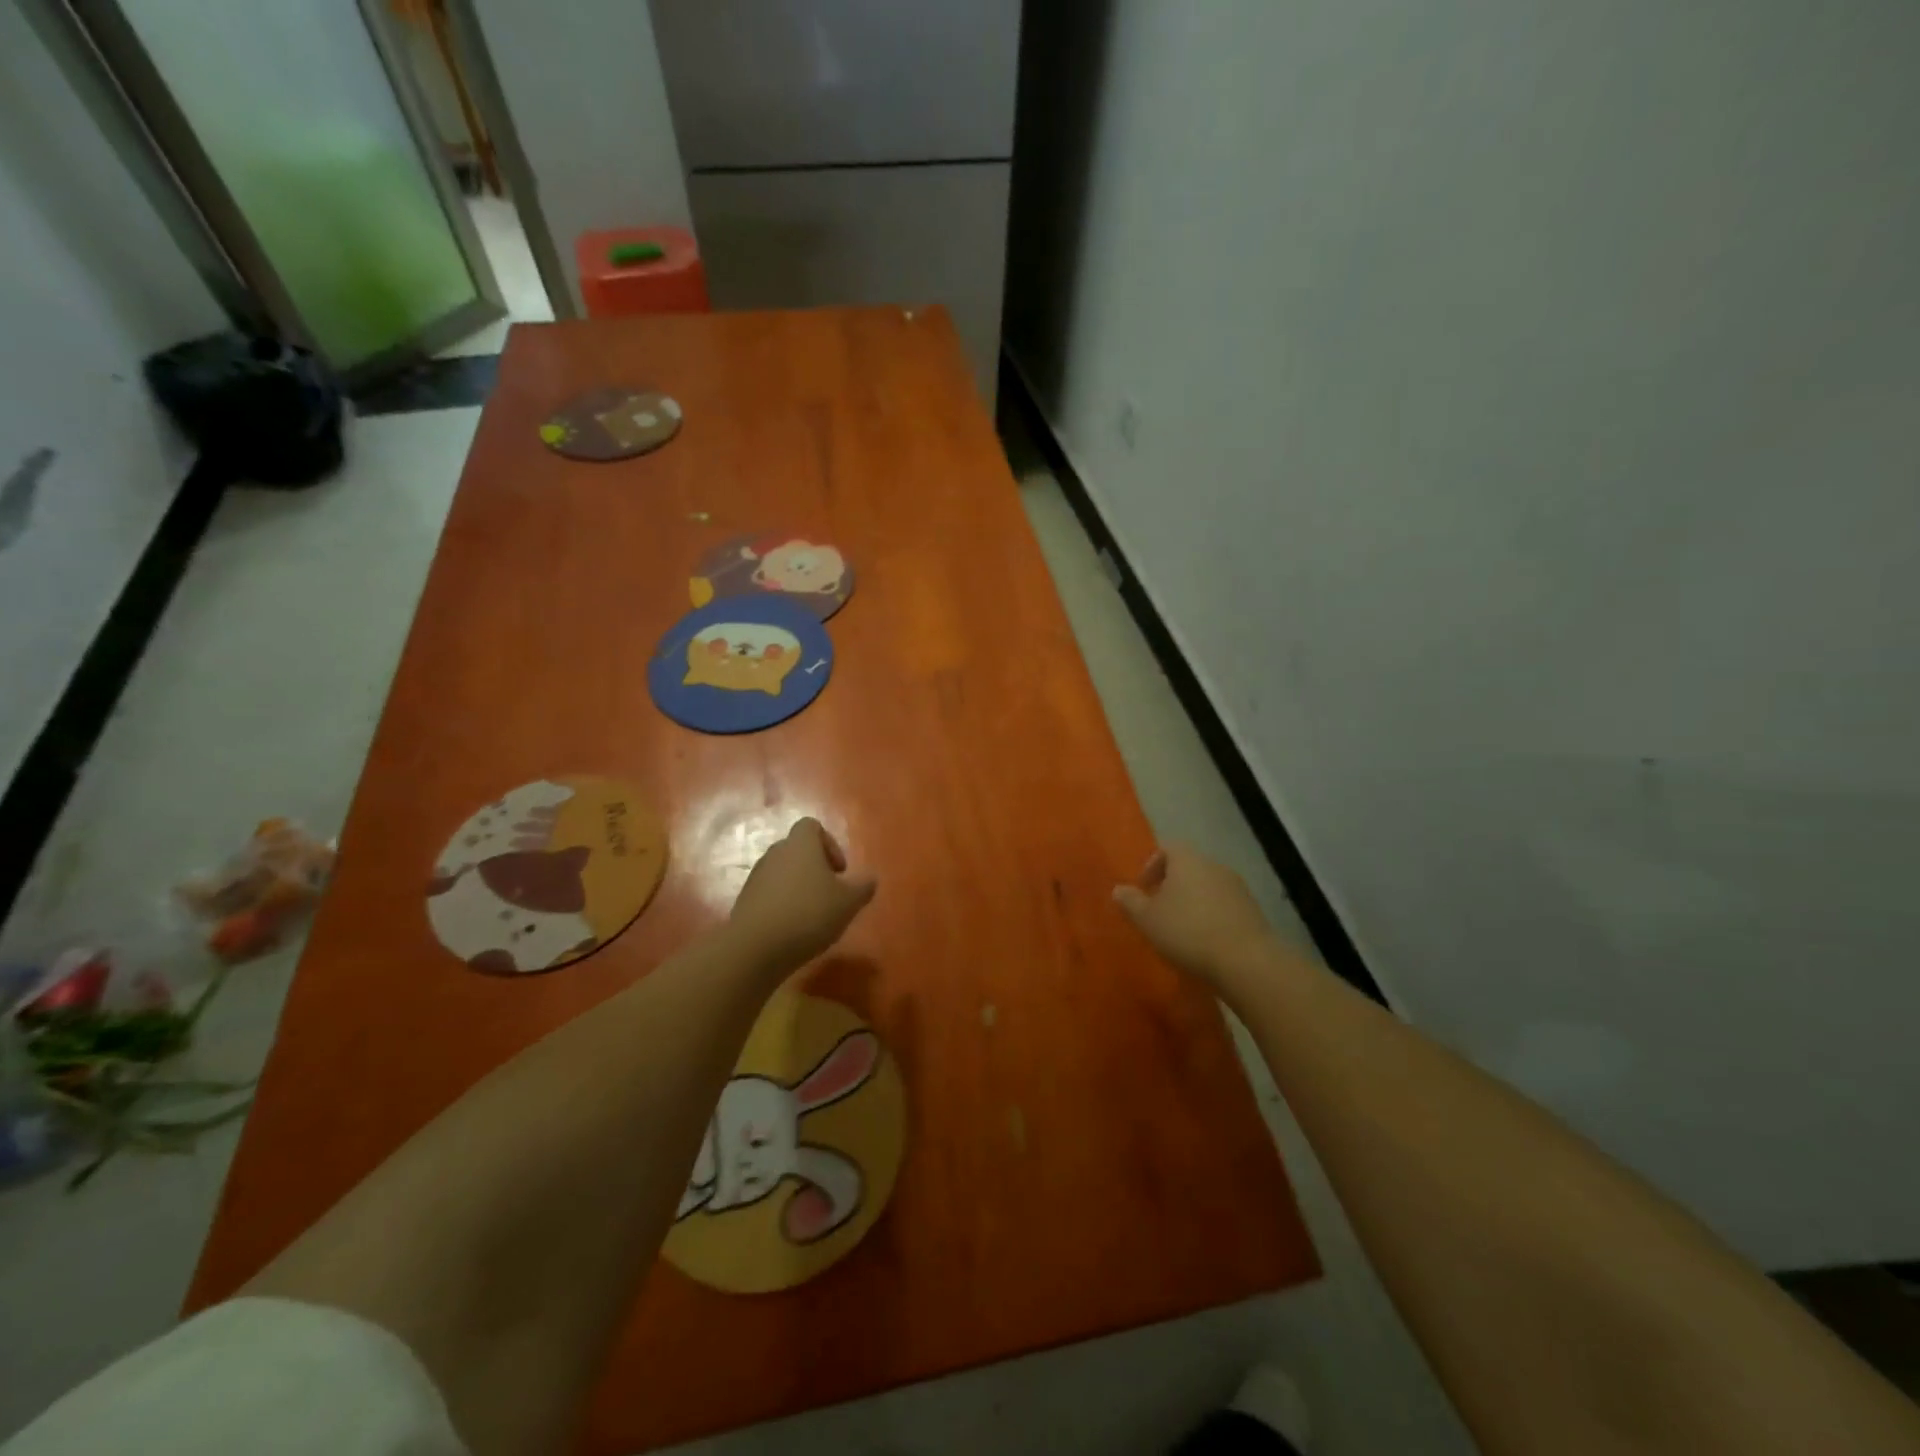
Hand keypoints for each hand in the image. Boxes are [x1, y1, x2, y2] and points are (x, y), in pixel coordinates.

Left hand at [727, 818, 876, 974]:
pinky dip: (783, 904)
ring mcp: (757, 876)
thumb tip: (870, 878)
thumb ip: (863, 887)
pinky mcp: (745, 900)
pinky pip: (769, 893)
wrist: (755, 948)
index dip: (829, 844)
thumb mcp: (848, 903)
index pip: (812, 826)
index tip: (839, 871)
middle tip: (830, 894)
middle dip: (816, 868)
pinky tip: (793, 928)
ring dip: (799, 887)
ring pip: (783, 872)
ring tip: (813, 915)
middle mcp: (776, 853)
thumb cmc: (809, 914)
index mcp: (801, 844)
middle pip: (797, 850)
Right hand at [1113, 843, 1272, 987]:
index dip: (1152, 865)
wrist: (1246, 961)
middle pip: (1188, 867)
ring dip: (1192, 902)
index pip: (1167, 847)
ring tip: (1181, 929)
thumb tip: (1119, 889)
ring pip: (1207, 887)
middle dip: (1171, 885)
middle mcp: (1214, 866)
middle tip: (1158, 910)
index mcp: (1188, 860)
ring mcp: (1237, 888)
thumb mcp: (1147, 919)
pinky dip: (1211, 916)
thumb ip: (1130, 902)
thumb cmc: (1188, 931)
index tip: (1143, 888)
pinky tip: (1204, 941)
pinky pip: (1224, 906)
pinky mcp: (1252, 911)